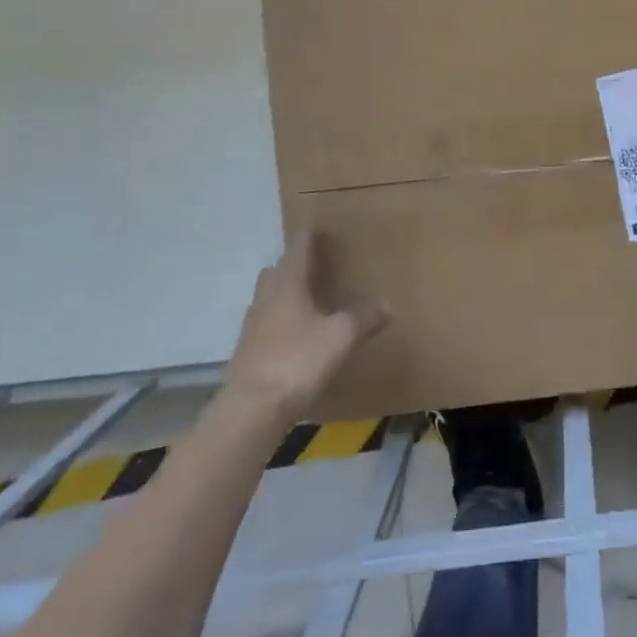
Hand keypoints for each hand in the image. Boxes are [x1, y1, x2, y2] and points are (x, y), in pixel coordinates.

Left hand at [226, 230, 384, 419]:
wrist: (250, 411)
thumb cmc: (298, 360)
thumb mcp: (341, 336)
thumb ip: (364, 318)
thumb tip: (388, 306)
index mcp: (288, 285)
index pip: (297, 249)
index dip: (308, 237)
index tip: (316, 226)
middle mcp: (266, 298)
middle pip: (277, 271)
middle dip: (293, 265)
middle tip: (315, 265)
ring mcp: (252, 327)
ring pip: (268, 298)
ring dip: (285, 293)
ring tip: (308, 300)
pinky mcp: (247, 353)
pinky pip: (266, 324)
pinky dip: (280, 321)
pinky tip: (297, 335)